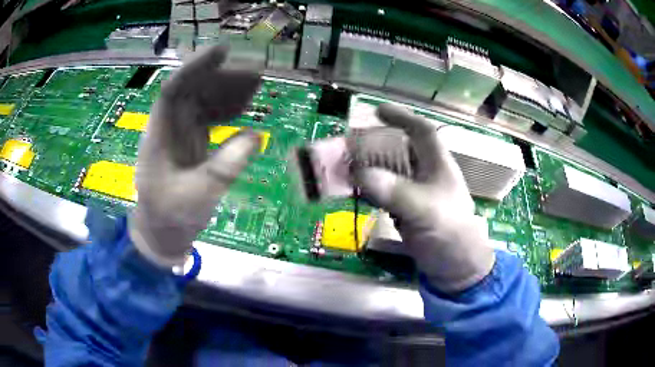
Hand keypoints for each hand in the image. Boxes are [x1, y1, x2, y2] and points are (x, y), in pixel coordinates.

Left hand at [130, 46, 261, 266]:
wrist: (162, 235)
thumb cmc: (171, 217)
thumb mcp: (197, 196)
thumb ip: (225, 167)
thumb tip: (255, 136)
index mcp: (159, 135)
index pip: (173, 90)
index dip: (195, 68)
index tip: (222, 52)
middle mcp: (168, 128)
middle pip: (192, 91)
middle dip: (222, 79)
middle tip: (255, 74)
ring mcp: (180, 135)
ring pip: (203, 103)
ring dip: (228, 93)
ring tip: (256, 88)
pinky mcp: (190, 144)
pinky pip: (209, 119)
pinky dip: (227, 113)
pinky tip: (245, 112)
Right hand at [352, 104, 494, 291]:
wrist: (456, 268)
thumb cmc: (450, 233)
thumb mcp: (425, 210)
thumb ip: (395, 191)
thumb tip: (359, 174)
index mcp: (437, 165)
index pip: (421, 131)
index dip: (401, 117)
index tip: (376, 111)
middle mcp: (426, 174)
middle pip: (398, 150)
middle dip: (373, 145)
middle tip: (347, 145)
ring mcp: (416, 194)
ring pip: (389, 172)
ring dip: (367, 168)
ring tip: (343, 167)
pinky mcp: (407, 211)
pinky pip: (384, 193)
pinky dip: (369, 190)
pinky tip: (355, 191)